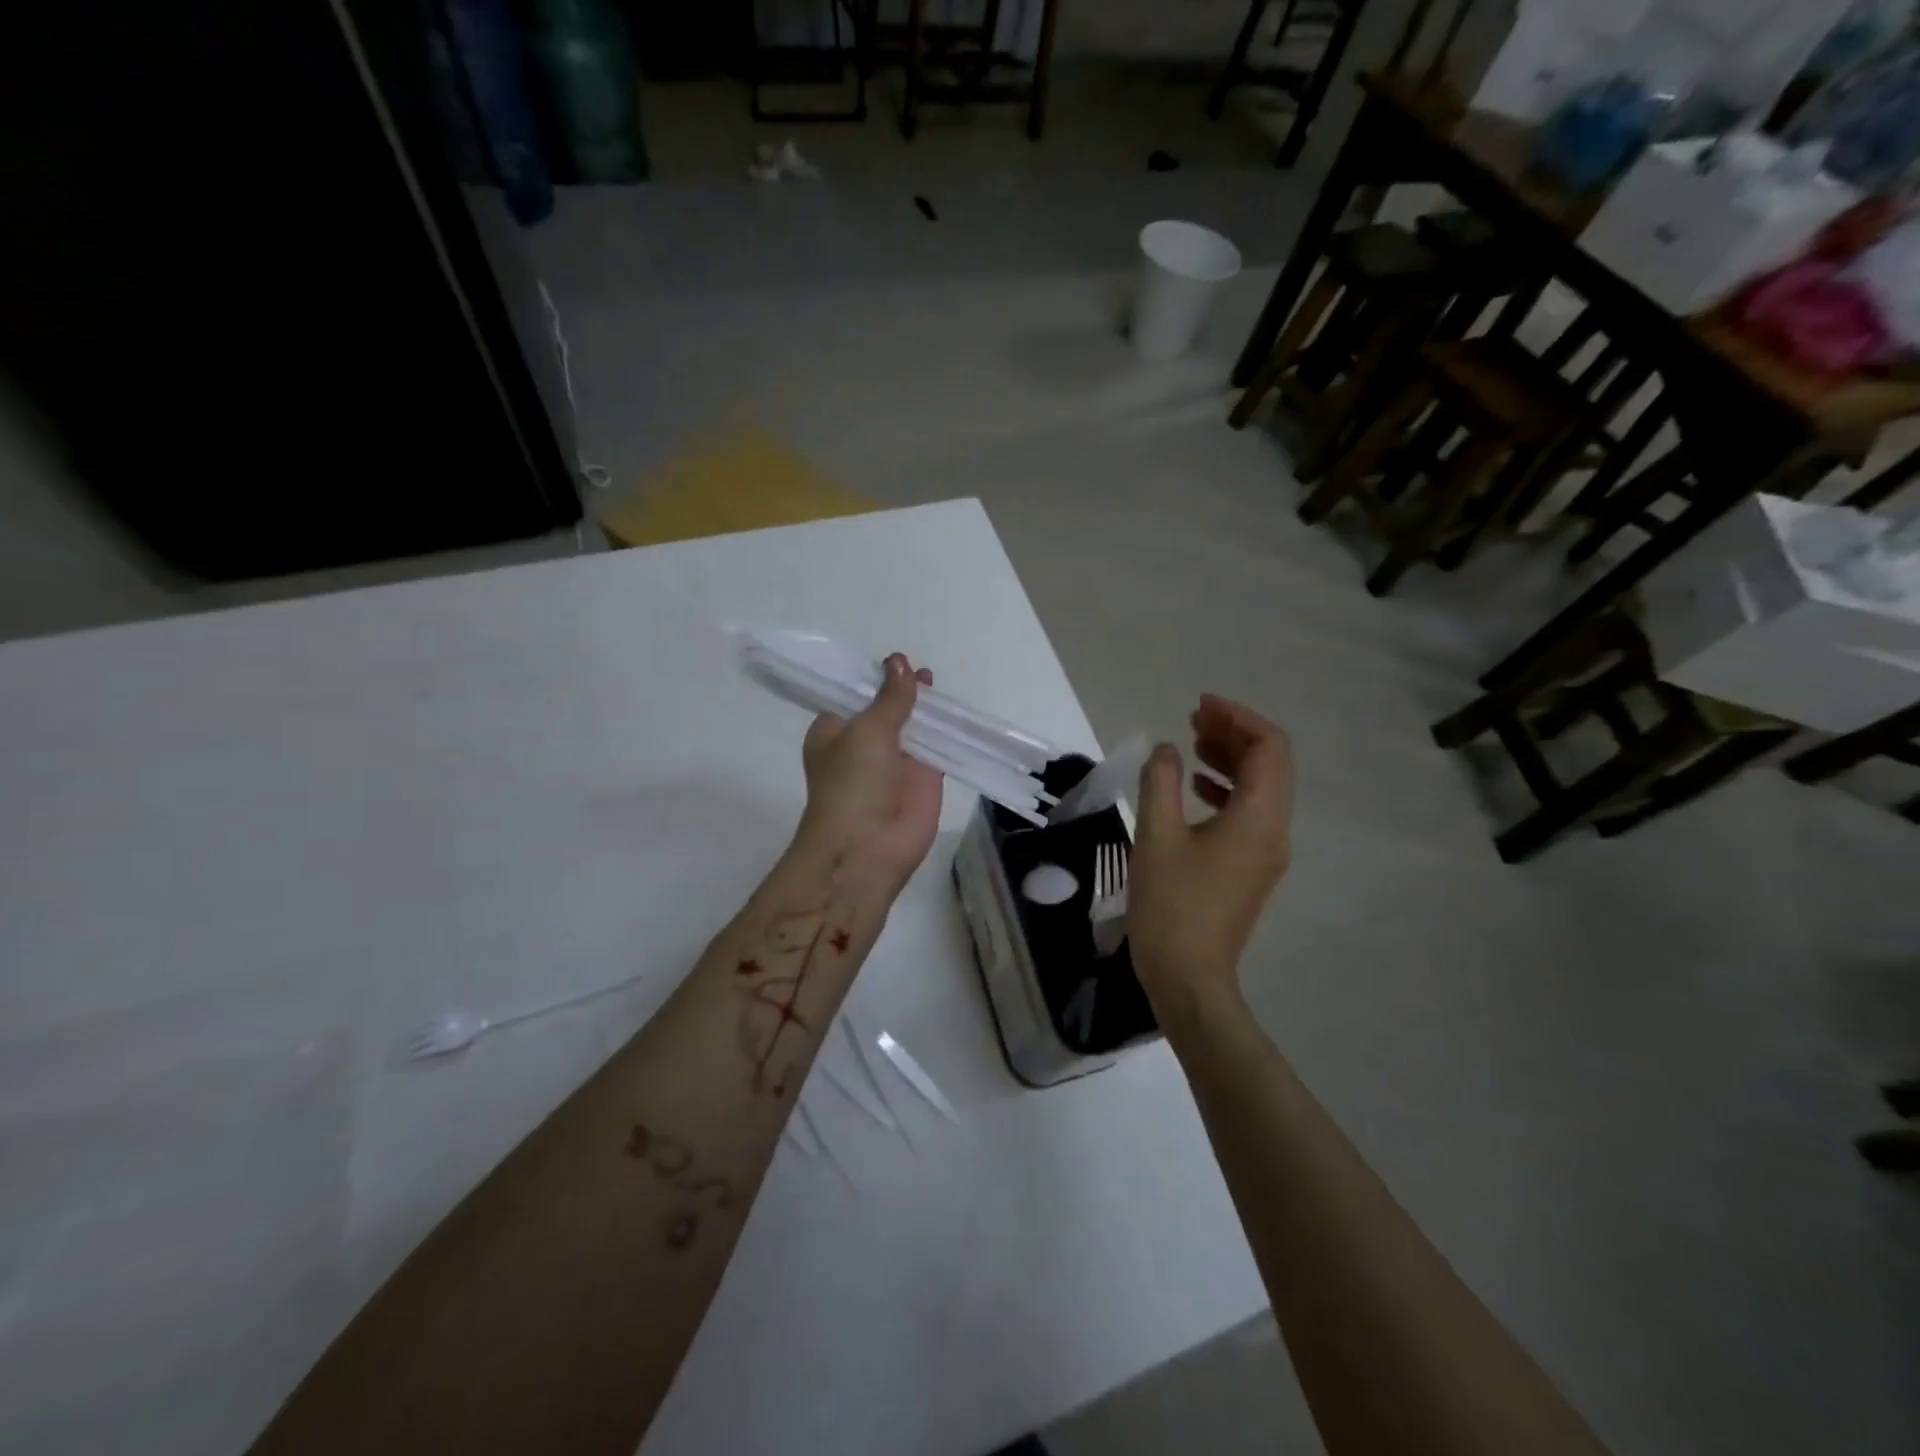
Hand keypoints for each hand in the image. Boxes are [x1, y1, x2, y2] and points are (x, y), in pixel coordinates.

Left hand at [796, 653, 944, 890]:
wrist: (868, 847)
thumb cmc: (852, 782)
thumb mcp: (867, 729)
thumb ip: (890, 697)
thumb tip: (899, 660)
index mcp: (835, 731)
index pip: (853, 695)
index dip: (872, 677)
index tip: (893, 658)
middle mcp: (863, 744)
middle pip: (886, 708)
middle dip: (901, 689)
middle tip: (918, 666)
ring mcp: (895, 761)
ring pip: (913, 725)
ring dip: (924, 706)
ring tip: (935, 678)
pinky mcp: (924, 778)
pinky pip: (937, 746)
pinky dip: (946, 729)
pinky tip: (956, 709)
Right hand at [1129, 694, 1293, 1015]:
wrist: (1189, 979)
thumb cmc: (1171, 905)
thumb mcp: (1156, 836)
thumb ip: (1161, 781)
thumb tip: (1168, 750)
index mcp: (1259, 818)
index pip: (1269, 747)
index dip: (1237, 717)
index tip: (1199, 706)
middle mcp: (1275, 830)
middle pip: (1271, 764)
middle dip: (1234, 734)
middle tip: (1192, 719)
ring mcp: (1267, 853)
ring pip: (1261, 788)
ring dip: (1230, 760)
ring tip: (1191, 744)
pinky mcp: (1252, 869)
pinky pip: (1250, 813)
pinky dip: (1226, 789)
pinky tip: (1194, 787)